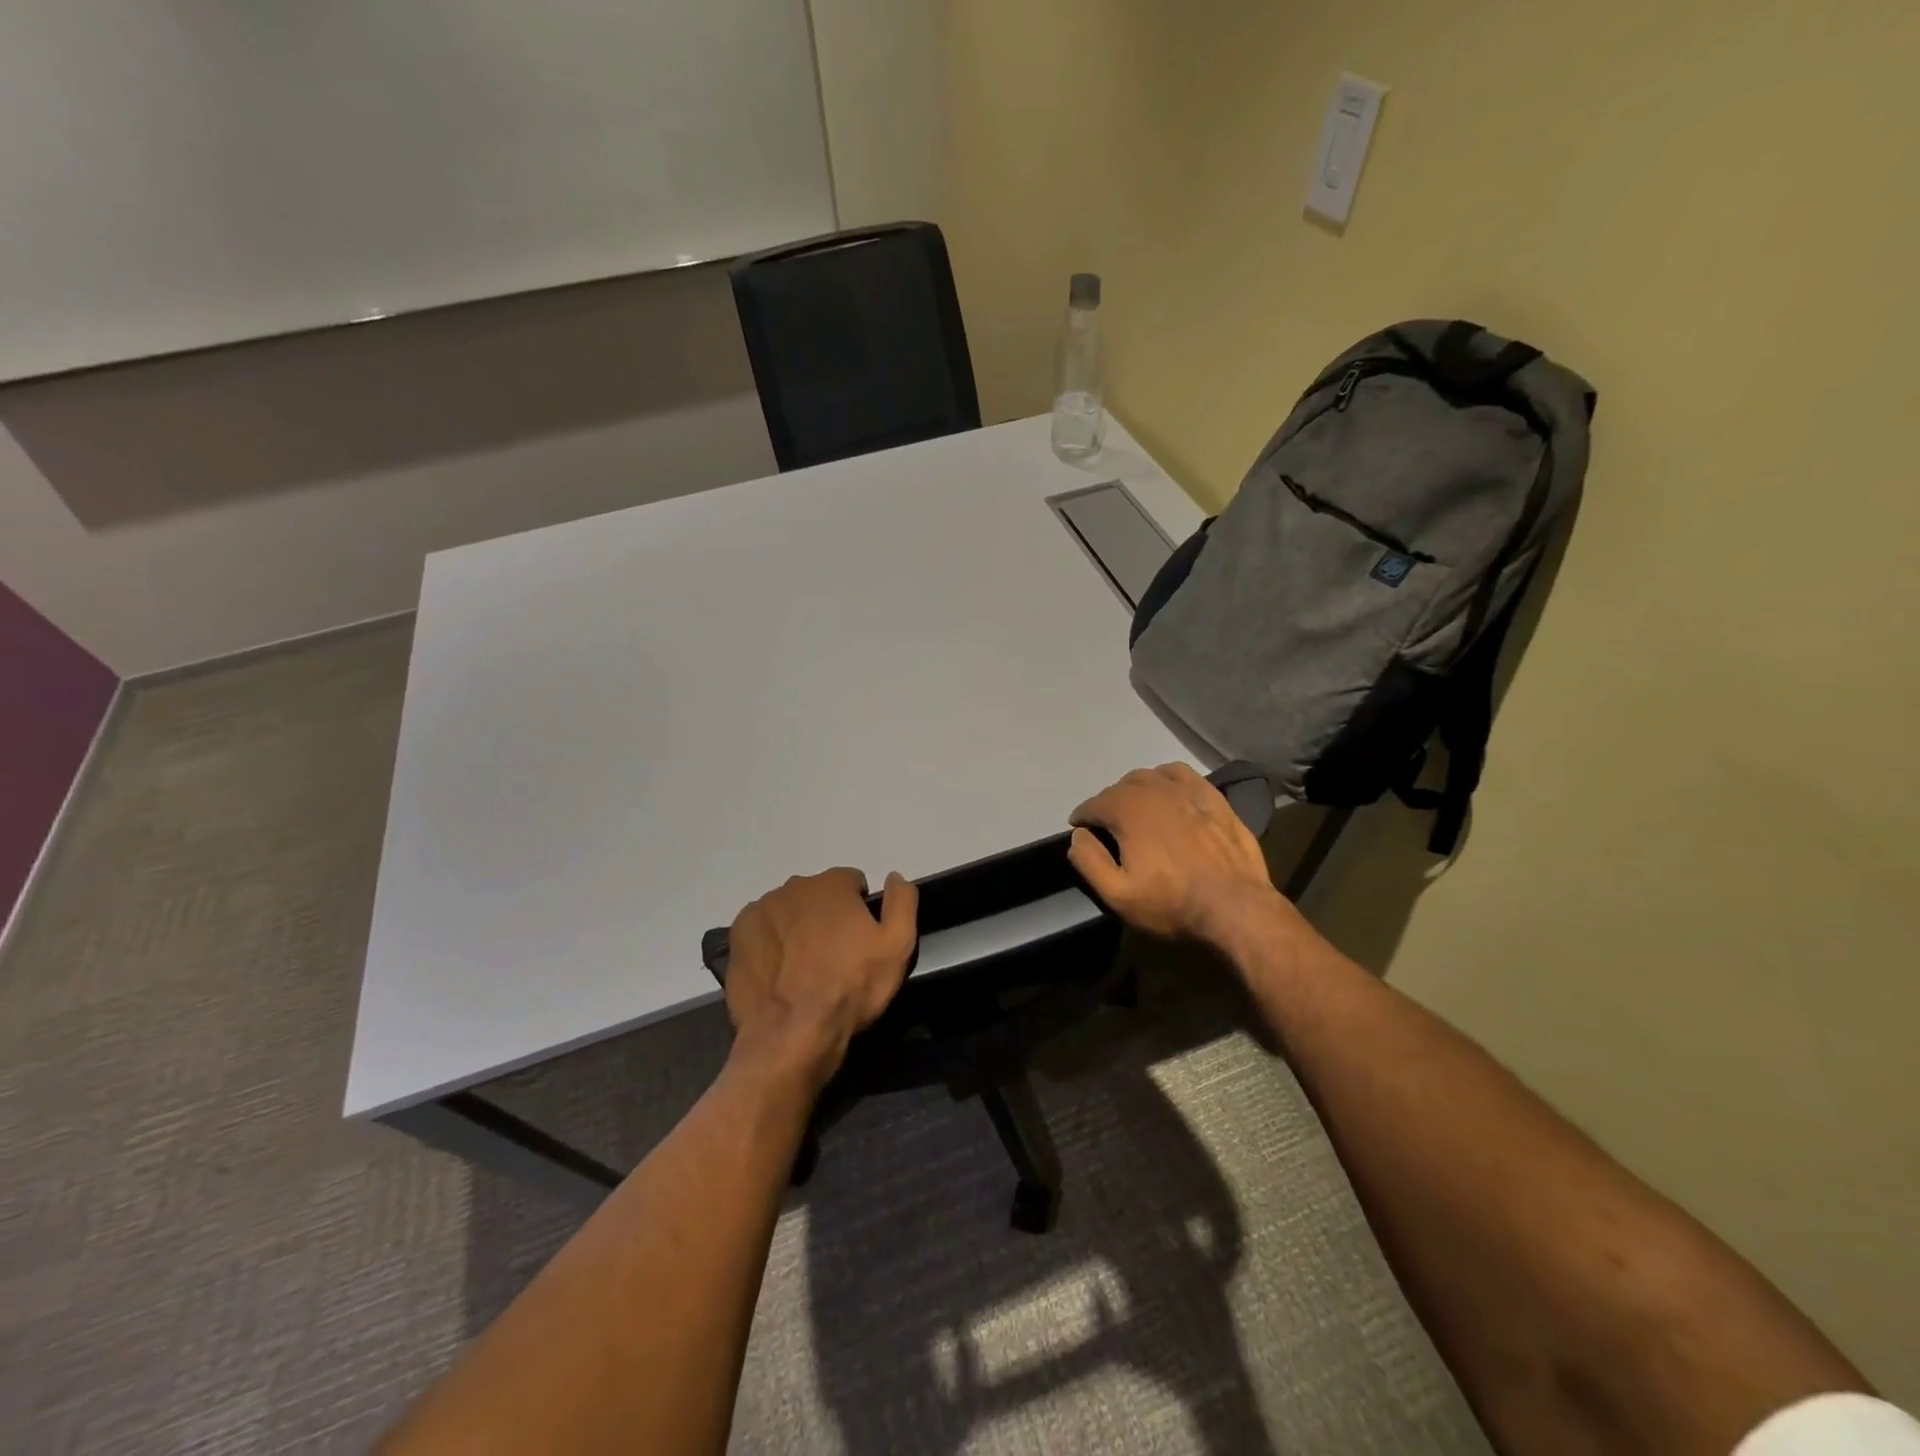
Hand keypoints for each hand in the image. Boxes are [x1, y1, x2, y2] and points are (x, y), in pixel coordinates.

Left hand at [723, 868, 917, 1092]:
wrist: (792, 1035)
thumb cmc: (850, 987)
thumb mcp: (897, 946)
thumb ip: (902, 901)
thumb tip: (895, 876)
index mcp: (831, 884)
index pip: (852, 883)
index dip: (860, 910)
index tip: (860, 940)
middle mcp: (793, 887)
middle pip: (818, 895)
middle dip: (827, 916)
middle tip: (834, 957)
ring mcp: (761, 910)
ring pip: (788, 911)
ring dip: (798, 928)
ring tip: (804, 969)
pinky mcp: (738, 935)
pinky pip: (762, 929)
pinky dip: (771, 943)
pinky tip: (779, 972)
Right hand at [1068, 763, 1281, 946]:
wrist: (1236, 908)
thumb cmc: (1172, 904)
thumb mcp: (1117, 894)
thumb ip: (1089, 861)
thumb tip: (1078, 835)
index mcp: (1128, 811)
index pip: (1094, 804)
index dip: (1082, 816)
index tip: (1079, 829)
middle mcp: (1154, 791)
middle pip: (1120, 787)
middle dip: (1107, 803)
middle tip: (1107, 826)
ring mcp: (1187, 791)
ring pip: (1150, 776)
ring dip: (1135, 788)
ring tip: (1136, 808)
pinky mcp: (1214, 798)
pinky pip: (1183, 774)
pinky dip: (1167, 778)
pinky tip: (1169, 792)